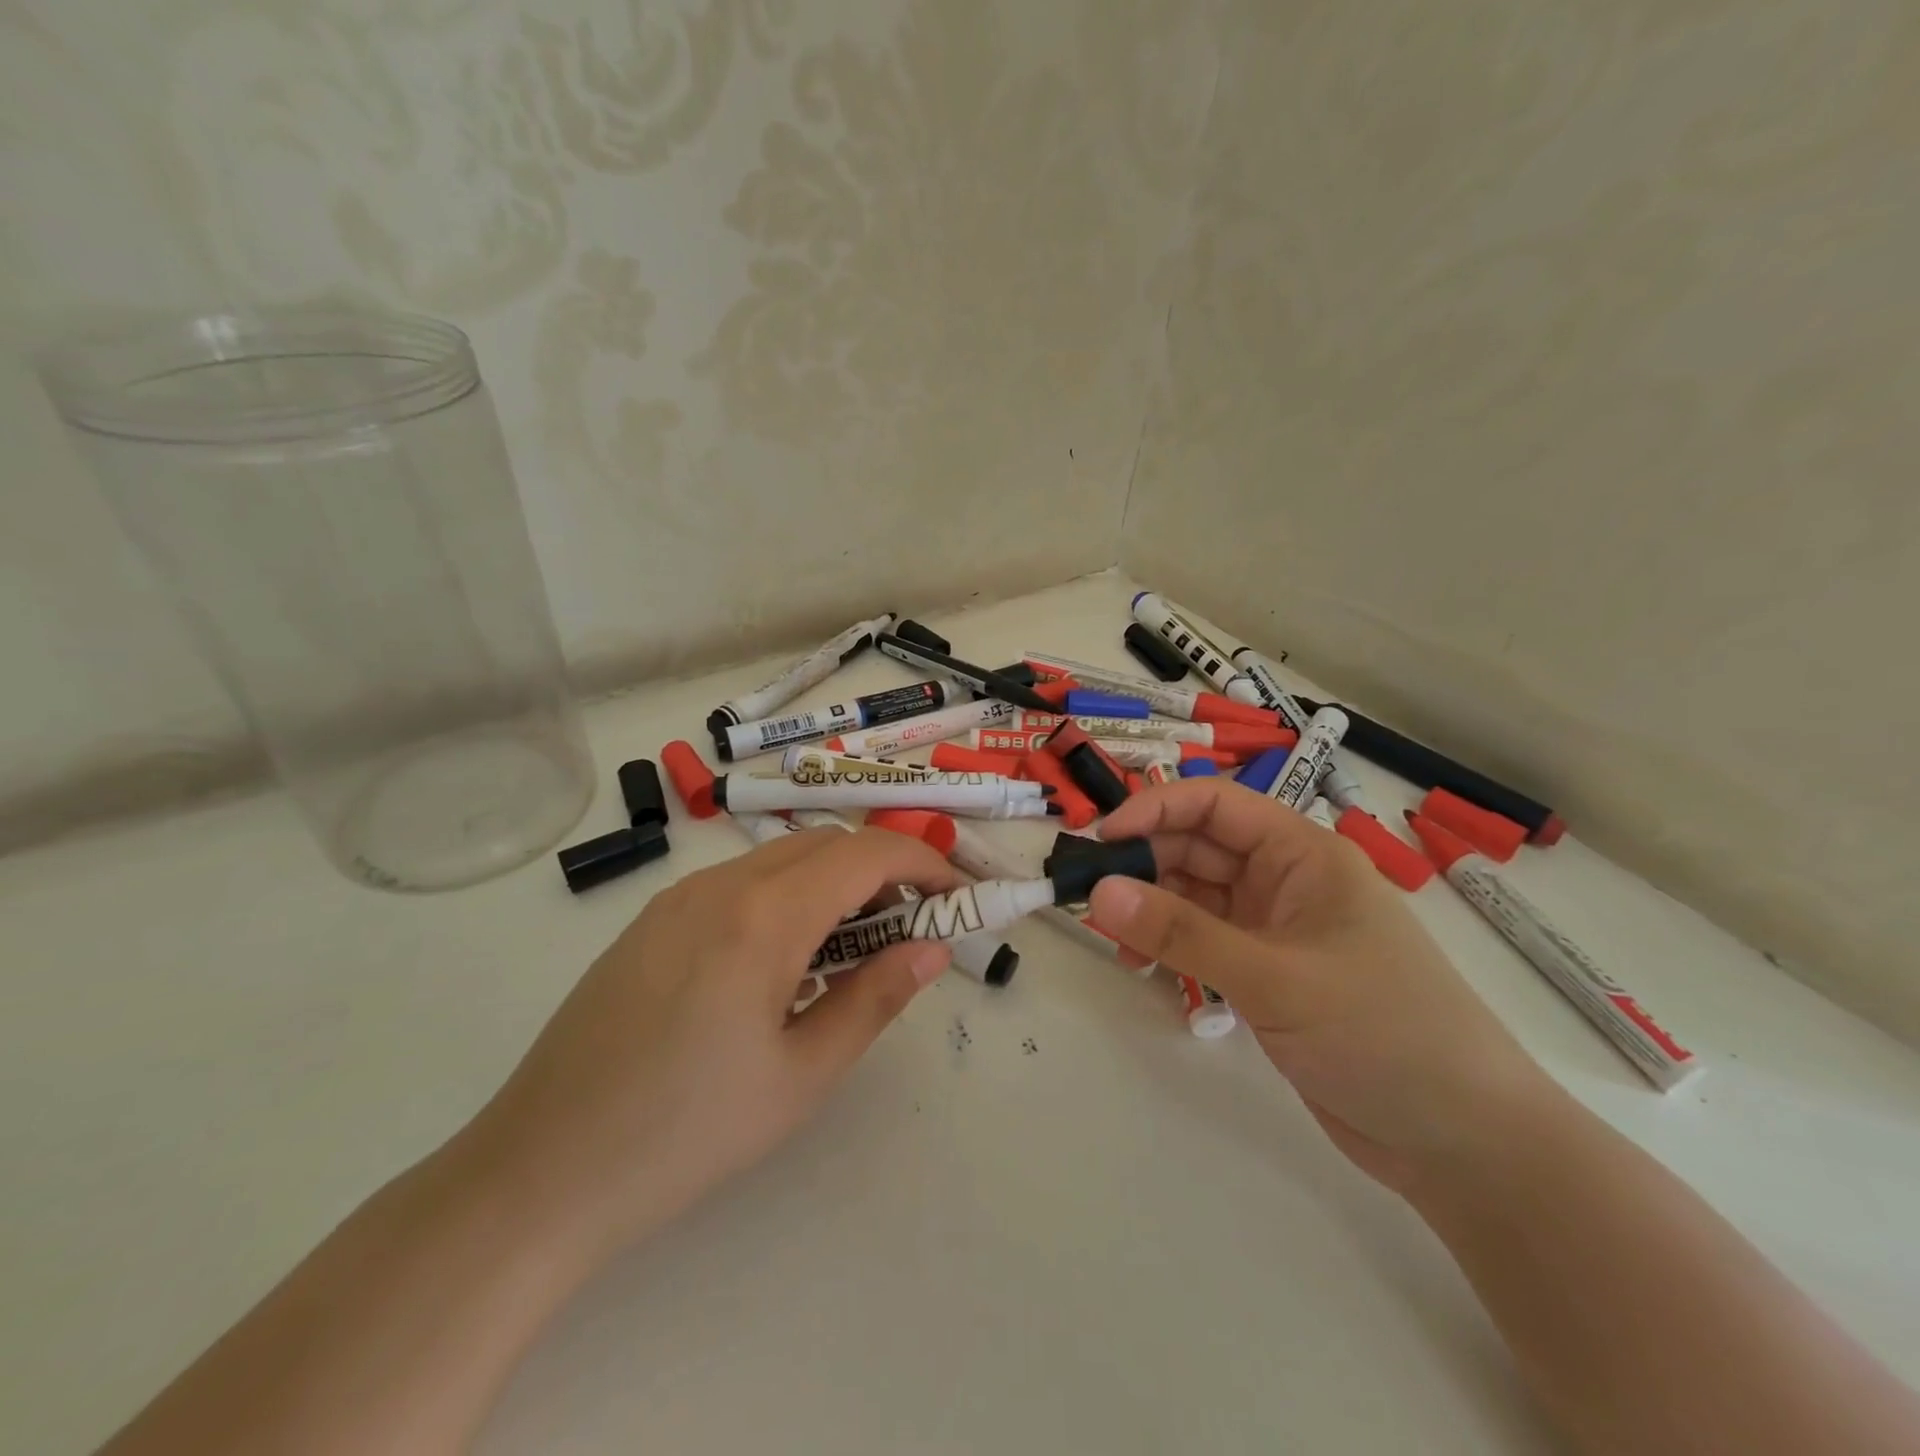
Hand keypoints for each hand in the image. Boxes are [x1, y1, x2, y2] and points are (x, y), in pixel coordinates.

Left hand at [464, 828, 959, 1259]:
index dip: (922, 861)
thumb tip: (932, 948)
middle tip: (909, 929)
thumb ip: (876, 999)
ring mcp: (678, 897)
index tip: (955, 897)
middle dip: (881, 869)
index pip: (864, 852)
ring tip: (851, 953)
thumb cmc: (686, 1134)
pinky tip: (782, 964)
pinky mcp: (652, 921)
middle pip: (823, 844)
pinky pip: (739, 883)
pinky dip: (786, 898)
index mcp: (762, 915)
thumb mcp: (802, 1075)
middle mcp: (719, 884)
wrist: (537, 1175)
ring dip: (832, 884)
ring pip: (780, 859)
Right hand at [1088, 781, 1554, 1193]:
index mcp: (1302, 854)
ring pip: (1194, 896)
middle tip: (1088, 898)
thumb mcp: (1276, 978)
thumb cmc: (1384, 1034)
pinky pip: (1201, 940)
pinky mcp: (1266, 973)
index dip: (1154, 811)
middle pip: (1197, 848)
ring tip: (1111, 940)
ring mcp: (1274, 929)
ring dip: (1150, 909)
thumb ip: (1183, 933)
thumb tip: (1099, 890)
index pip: (1215, 805)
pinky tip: (1140, 966)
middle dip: (1143, 864)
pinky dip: (1167, 946)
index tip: (1100, 841)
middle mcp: (1284, 881)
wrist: (1463, 1142)